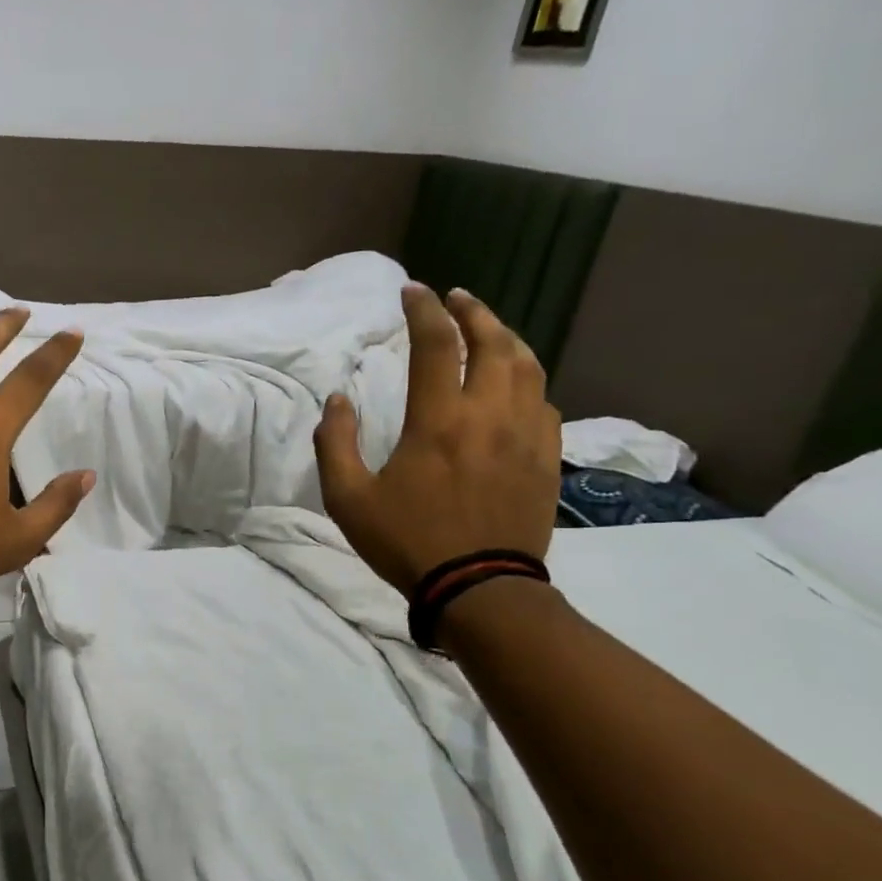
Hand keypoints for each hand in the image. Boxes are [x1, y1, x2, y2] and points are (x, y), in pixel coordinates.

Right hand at [314, 285, 559, 593]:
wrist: (480, 588)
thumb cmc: (406, 541)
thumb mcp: (348, 498)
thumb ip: (334, 443)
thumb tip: (338, 400)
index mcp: (438, 420)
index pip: (435, 344)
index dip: (423, 310)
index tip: (412, 292)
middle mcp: (488, 415)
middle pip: (492, 342)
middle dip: (472, 311)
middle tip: (455, 297)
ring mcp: (526, 435)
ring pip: (527, 366)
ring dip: (506, 338)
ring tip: (489, 328)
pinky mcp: (547, 458)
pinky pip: (545, 402)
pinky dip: (527, 381)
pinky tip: (515, 385)